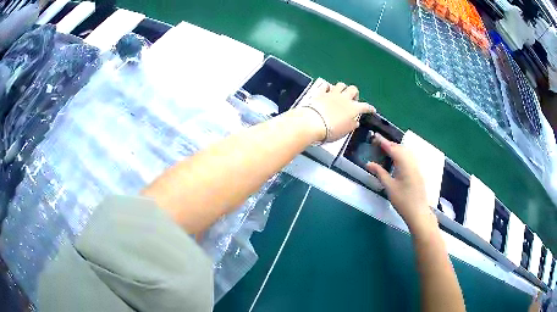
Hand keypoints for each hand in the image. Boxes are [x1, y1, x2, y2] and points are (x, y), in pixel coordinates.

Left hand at [299, 82, 374, 141]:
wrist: (313, 123)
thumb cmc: (331, 130)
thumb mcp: (345, 131)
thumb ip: (352, 125)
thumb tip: (355, 121)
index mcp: (353, 108)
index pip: (365, 106)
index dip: (370, 108)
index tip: (372, 110)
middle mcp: (345, 98)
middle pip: (353, 89)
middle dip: (355, 94)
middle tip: (352, 102)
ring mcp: (332, 94)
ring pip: (341, 85)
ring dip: (343, 89)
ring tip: (341, 95)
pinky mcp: (320, 93)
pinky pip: (326, 86)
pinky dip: (328, 87)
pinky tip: (328, 91)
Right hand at [366, 135, 435, 229]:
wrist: (418, 212)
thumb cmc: (403, 201)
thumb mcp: (389, 187)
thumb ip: (380, 173)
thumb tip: (369, 164)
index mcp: (405, 164)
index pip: (393, 149)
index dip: (383, 142)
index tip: (375, 135)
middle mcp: (412, 163)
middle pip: (401, 148)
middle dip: (389, 144)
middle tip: (378, 143)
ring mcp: (417, 167)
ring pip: (406, 152)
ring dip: (396, 149)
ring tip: (386, 150)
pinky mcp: (418, 172)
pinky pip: (409, 158)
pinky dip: (401, 155)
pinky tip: (397, 160)